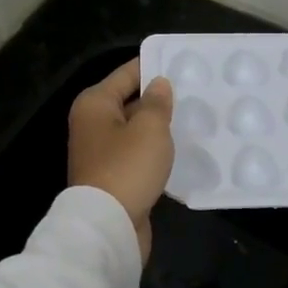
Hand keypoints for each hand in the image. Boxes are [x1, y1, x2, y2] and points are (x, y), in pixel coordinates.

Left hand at [69, 58, 174, 262]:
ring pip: (135, 130)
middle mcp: (92, 124)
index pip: (127, 74)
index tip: (182, 63)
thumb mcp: (149, 128)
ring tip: (194, 120)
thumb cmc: (128, 167)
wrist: (108, 225)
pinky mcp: (113, 177)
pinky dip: (155, 151)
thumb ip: (157, 102)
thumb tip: (158, 84)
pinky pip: (137, 154)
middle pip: (129, 101)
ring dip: (159, 128)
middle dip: (159, 99)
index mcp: (95, 104)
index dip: (153, 66)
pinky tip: (181, 150)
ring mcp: (101, 153)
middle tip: (195, 93)